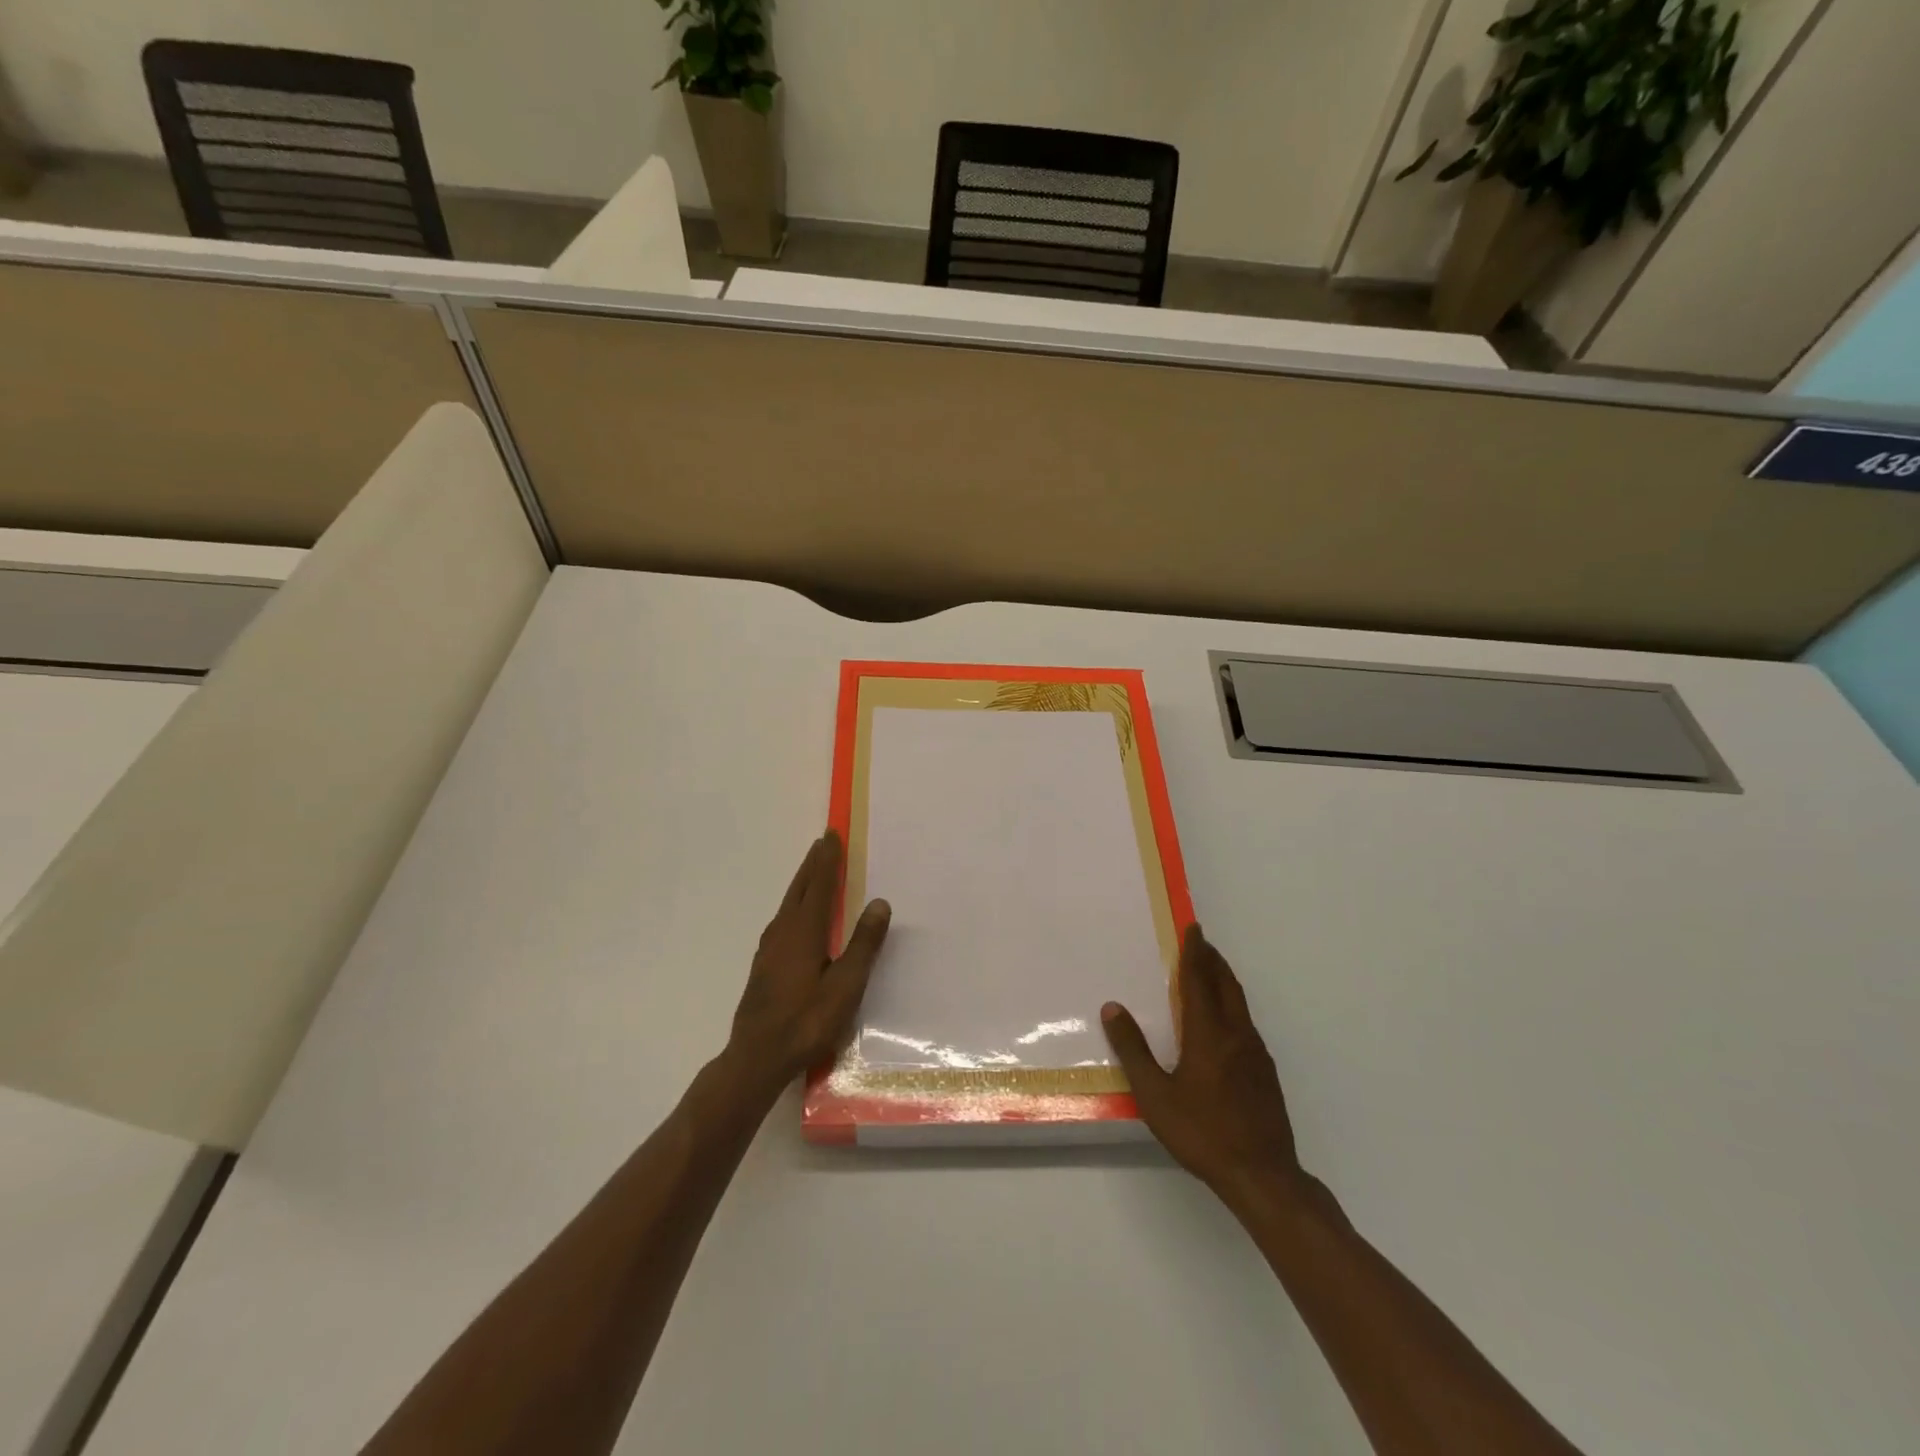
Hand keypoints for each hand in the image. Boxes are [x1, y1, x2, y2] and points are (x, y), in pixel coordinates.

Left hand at [726, 831, 890, 1095]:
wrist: (756, 1058)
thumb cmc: (806, 1022)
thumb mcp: (845, 986)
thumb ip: (863, 944)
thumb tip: (879, 903)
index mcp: (804, 932)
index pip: (819, 885)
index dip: (827, 860)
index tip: (832, 835)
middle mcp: (783, 932)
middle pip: (799, 889)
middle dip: (812, 864)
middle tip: (822, 842)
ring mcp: (769, 949)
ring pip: (788, 904)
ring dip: (802, 882)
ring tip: (813, 870)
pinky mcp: (764, 965)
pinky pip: (783, 919)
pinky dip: (795, 904)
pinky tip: (796, 917)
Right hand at [1102, 925, 1304, 1210]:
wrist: (1263, 1175)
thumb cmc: (1202, 1133)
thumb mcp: (1155, 1095)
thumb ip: (1133, 1050)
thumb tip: (1113, 1008)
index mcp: (1208, 1034)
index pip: (1200, 981)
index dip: (1194, 953)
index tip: (1193, 929)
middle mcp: (1236, 1035)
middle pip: (1226, 985)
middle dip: (1213, 960)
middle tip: (1200, 943)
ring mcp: (1256, 1054)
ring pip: (1240, 1004)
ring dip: (1224, 981)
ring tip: (1210, 974)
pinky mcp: (1266, 1073)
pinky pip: (1246, 1024)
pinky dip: (1232, 1006)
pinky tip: (1223, 1023)